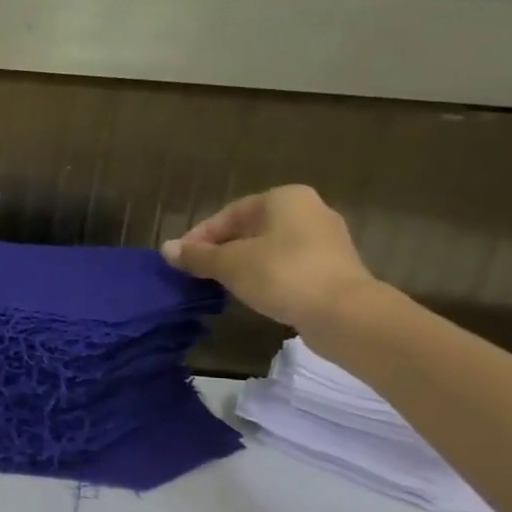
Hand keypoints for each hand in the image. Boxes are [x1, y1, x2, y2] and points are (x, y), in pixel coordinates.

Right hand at [161, 185, 379, 330]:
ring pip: (269, 247)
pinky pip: (289, 265)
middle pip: (250, 229)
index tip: (182, 260)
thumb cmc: (282, 274)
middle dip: (221, 250)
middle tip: (198, 272)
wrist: (345, 313)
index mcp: (283, 198)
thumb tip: (166, 248)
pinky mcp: (334, 267)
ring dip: (243, 264)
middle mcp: (308, 210)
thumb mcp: (230, 264)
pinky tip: (254, 293)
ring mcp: (326, 239)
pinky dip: (267, 275)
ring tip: (221, 284)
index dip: (200, 237)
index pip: (229, 214)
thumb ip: (197, 256)